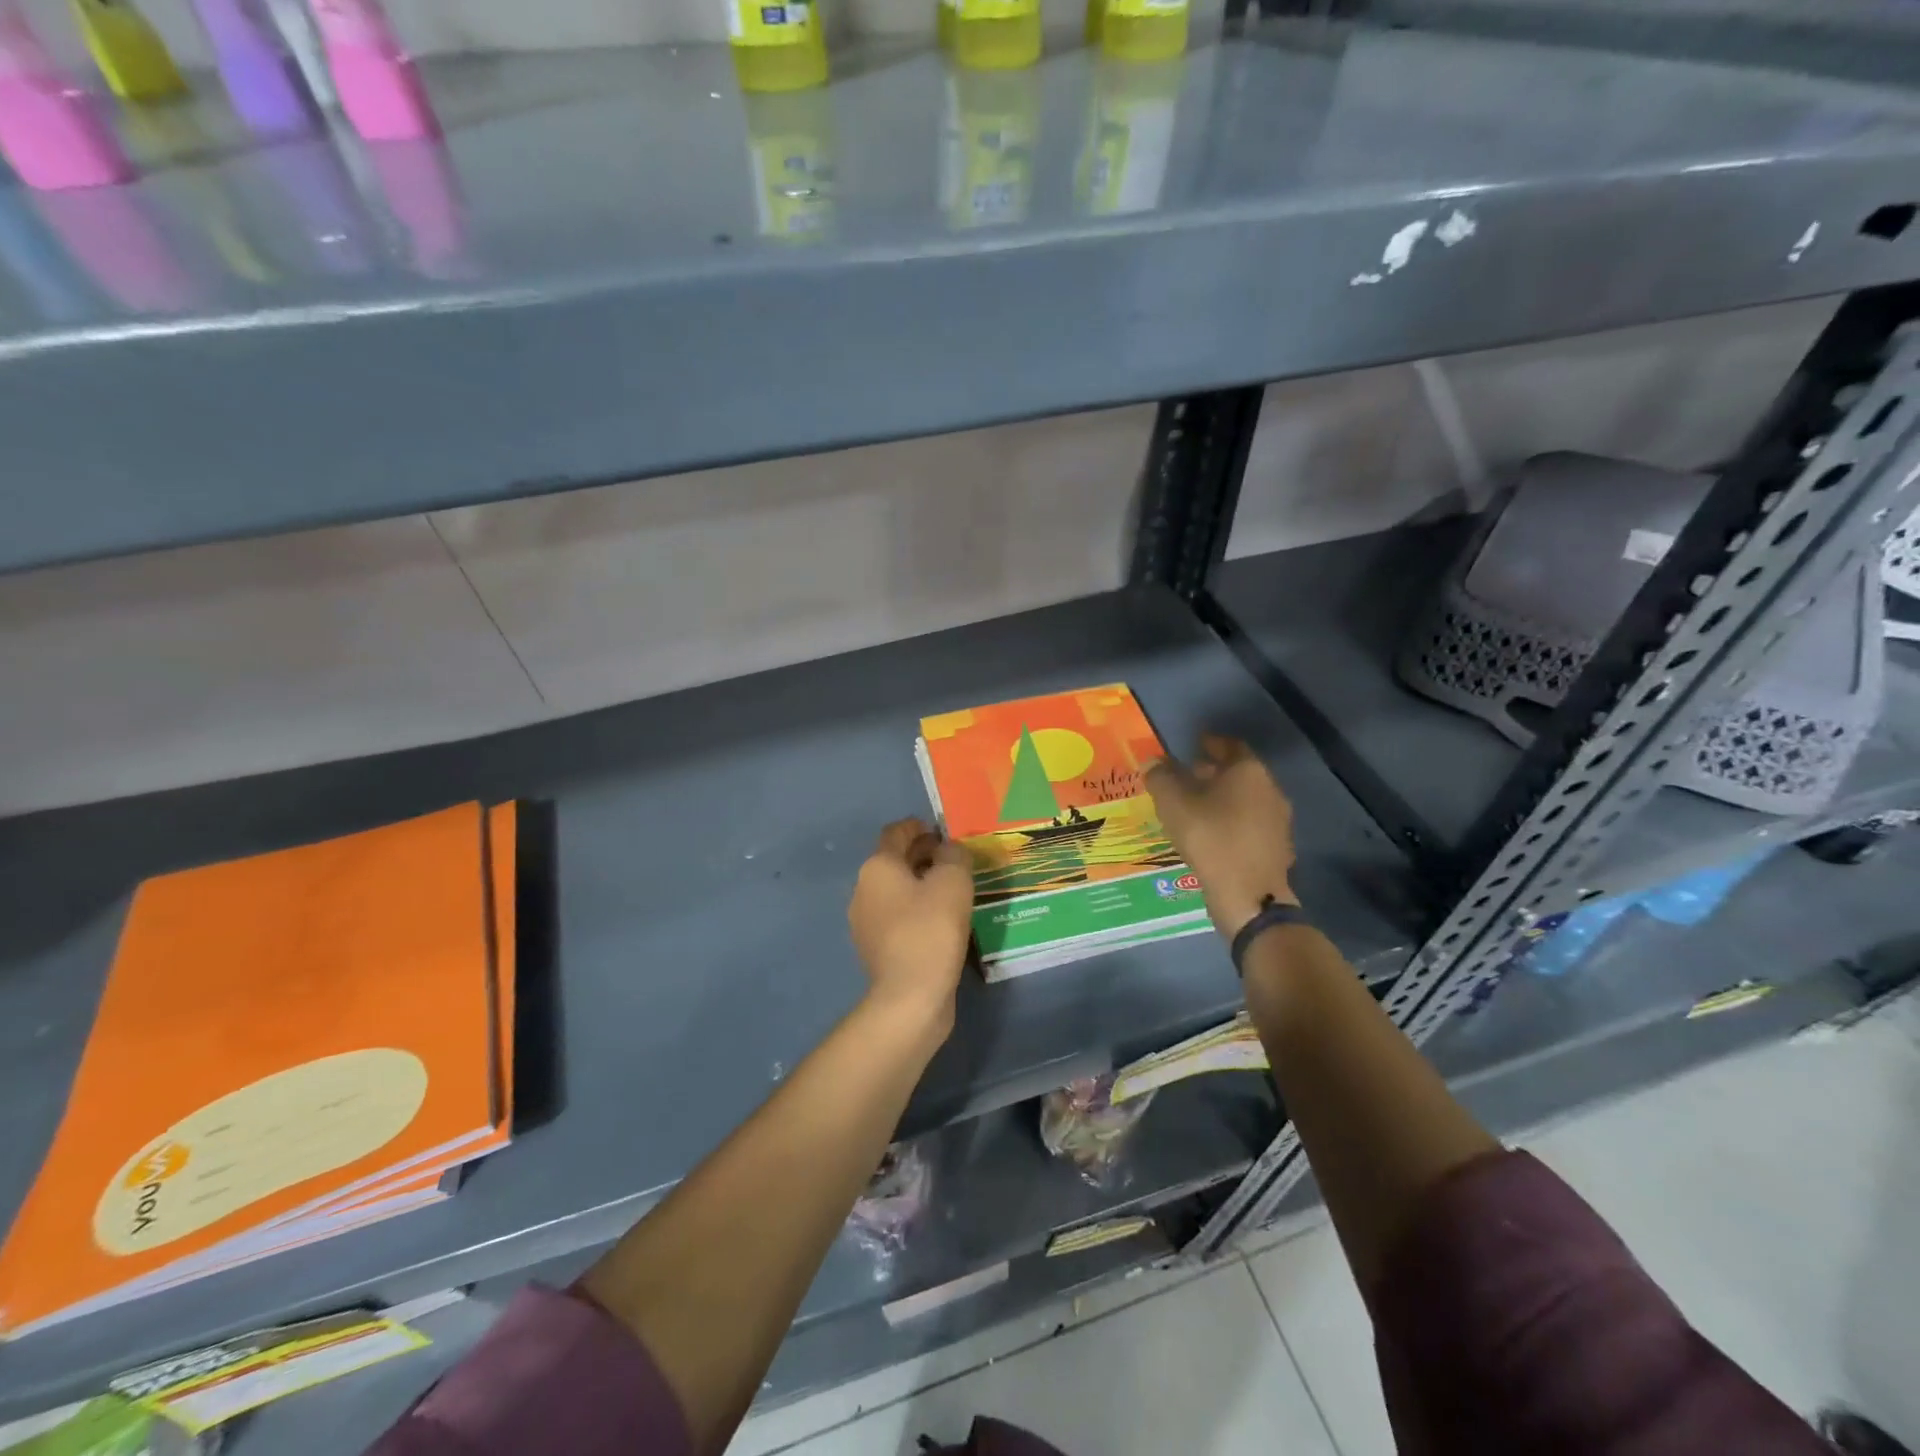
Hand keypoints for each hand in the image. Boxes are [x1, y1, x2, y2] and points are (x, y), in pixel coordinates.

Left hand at [848, 818, 974, 1027]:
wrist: (910, 997)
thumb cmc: (931, 929)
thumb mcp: (953, 881)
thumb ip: (953, 855)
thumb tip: (948, 849)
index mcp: (878, 867)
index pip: (895, 833)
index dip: (918, 826)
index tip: (941, 830)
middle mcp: (863, 889)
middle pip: (893, 861)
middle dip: (921, 855)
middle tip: (952, 858)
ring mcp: (865, 922)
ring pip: (895, 890)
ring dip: (919, 884)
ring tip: (951, 889)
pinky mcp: (876, 949)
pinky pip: (897, 917)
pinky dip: (916, 910)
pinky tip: (940, 920)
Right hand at [1145, 734, 1296, 938]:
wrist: (1249, 895)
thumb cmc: (1210, 838)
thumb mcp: (1173, 804)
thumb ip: (1161, 778)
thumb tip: (1153, 762)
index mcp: (1248, 771)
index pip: (1230, 745)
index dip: (1210, 743)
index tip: (1193, 745)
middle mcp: (1270, 789)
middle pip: (1240, 772)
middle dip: (1214, 771)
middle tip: (1188, 775)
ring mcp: (1278, 819)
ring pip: (1247, 799)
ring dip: (1224, 798)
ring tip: (1197, 807)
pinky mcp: (1278, 847)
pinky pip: (1251, 824)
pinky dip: (1233, 821)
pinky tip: (1213, 834)